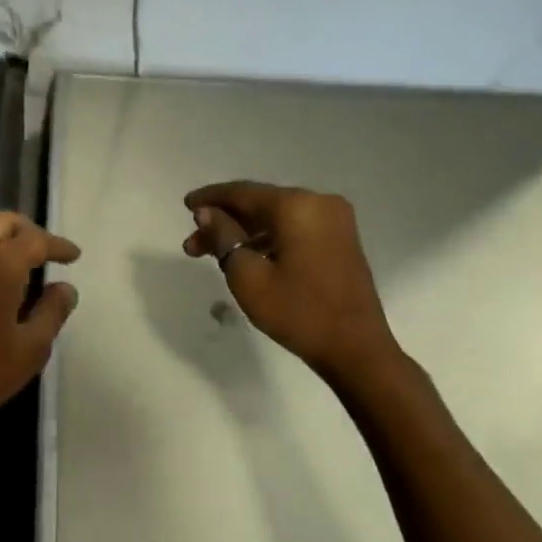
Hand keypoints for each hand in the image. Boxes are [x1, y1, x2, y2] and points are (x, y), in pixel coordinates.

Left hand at [0, 211, 80, 455]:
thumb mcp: (30, 349)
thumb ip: (53, 312)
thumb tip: (65, 288)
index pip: (35, 240)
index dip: (58, 245)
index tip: (74, 256)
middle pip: (2, 222)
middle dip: (28, 231)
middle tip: (46, 253)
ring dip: (0, 236)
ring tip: (17, 263)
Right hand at [183, 180, 401, 394]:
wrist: (356, 349)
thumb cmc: (297, 312)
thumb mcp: (247, 276)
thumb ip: (223, 237)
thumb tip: (207, 213)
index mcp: (297, 206)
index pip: (242, 192)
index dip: (210, 198)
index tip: (185, 205)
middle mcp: (319, 202)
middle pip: (259, 204)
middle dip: (224, 222)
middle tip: (192, 244)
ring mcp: (335, 221)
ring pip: (276, 217)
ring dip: (244, 233)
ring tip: (213, 256)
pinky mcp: (340, 240)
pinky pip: (295, 228)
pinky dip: (268, 239)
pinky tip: (246, 257)